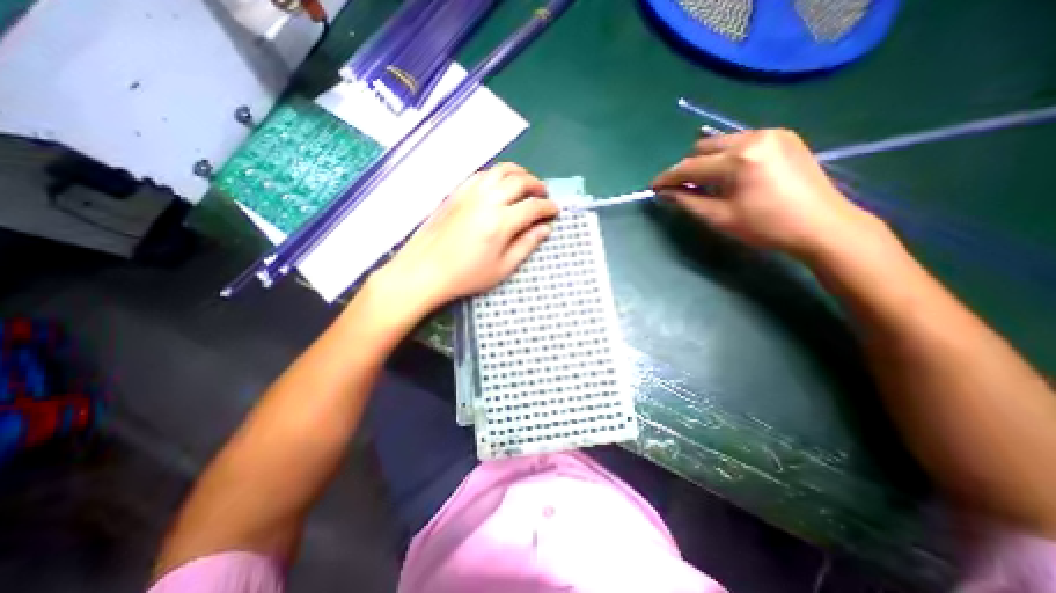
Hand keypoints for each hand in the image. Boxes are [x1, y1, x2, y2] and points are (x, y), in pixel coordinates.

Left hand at [369, 163, 554, 317]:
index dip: (548, 208)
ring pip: (500, 170)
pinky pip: (482, 174)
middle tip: (543, 195)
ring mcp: (470, 193)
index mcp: (501, 222)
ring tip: (526, 183)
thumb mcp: (503, 268)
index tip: (555, 211)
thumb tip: (544, 229)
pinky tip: (499, 185)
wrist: (425, 270)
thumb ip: (526, 245)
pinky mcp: (457, 192)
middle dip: (537, 185)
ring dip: (519, 173)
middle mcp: (487, 200)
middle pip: (519, 181)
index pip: (533, 207)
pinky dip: (497, 174)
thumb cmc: (467, 275)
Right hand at [654, 127, 883, 257]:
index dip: (668, 177)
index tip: (653, 186)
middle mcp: (753, 137)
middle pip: (704, 147)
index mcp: (738, 159)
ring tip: (707, 183)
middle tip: (682, 188)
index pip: (690, 166)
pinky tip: (731, 175)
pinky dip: (727, 156)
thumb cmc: (766, 226)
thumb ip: (688, 202)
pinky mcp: (784, 136)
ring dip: (707, 161)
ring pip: (722, 142)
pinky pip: (742, 141)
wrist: (822, 225)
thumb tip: (665, 193)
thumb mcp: (720, 218)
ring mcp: (772, 133)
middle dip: (688, 167)